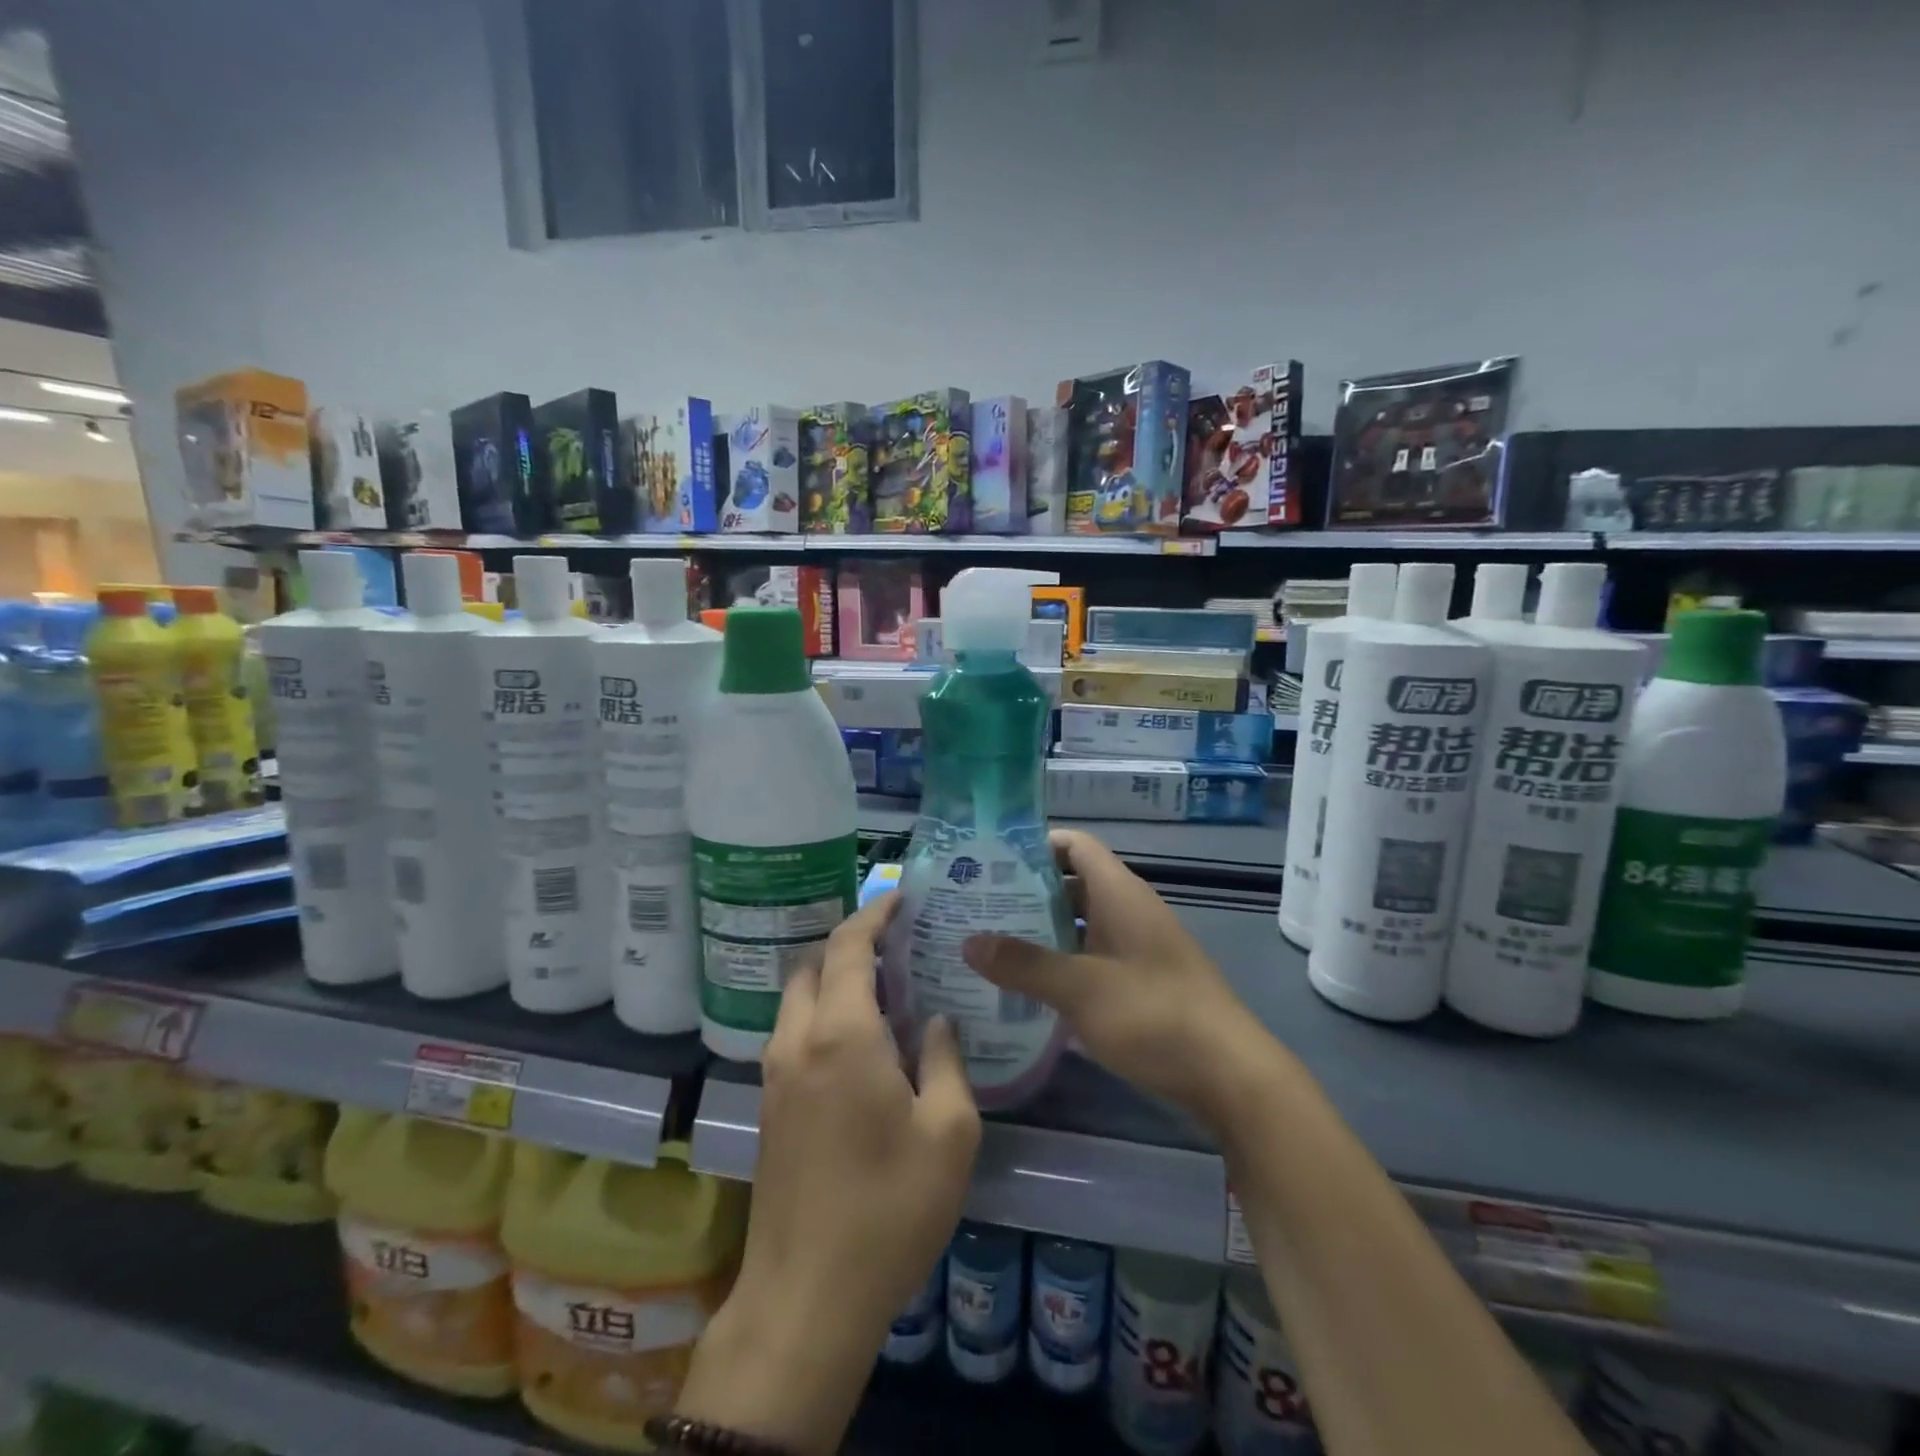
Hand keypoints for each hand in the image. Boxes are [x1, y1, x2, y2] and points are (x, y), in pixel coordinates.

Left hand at [677, 893, 980, 1453]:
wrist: (806, 1298)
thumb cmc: (889, 1209)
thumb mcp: (949, 1133)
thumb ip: (946, 1061)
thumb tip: (937, 1021)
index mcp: (842, 1034)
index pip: (848, 947)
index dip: (873, 913)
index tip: (900, 897)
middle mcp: (798, 1041)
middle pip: (813, 964)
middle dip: (849, 941)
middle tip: (896, 942)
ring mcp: (776, 1074)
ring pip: (797, 998)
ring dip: (831, 977)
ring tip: (881, 984)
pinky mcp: (769, 1106)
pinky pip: (792, 1031)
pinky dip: (820, 1011)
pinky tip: (858, 1038)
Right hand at [962, 829, 1267, 1130]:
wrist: (1229, 1076)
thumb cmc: (1155, 1015)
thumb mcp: (1082, 989)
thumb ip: (1025, 964)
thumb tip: (969, 942)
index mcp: (1120, 893)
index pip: (1074, 845)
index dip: (1033, 845)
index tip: (988, 861)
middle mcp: (1128, 910)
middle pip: (1070, 884)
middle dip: (1024, 893)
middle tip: (974, 908)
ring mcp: (1135, 947)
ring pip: (1078, 924)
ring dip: (1038, 932)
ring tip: (988, 946)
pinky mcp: (1138, 982)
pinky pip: (1089, 957)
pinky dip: (1059, 964)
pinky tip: (1025, 987)